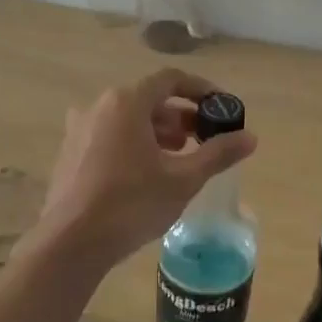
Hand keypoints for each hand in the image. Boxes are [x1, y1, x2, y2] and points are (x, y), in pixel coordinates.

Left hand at [35, 69, 257, 270]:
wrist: (71, 242)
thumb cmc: (132, 204)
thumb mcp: (183, 180)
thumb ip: (218, 154)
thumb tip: (251, 137)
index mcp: (126, 102)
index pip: (171, 80)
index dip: (201, 90)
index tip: (221, 108)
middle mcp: (99, 106)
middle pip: (148, 100)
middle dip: (180, 116)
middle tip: (203, 140)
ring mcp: (79, 129)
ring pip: (127, 119)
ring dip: (157, 132)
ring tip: (179, 159)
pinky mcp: (70, 152)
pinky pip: (109, 136)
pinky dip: (133, 144)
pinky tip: (146, 173)